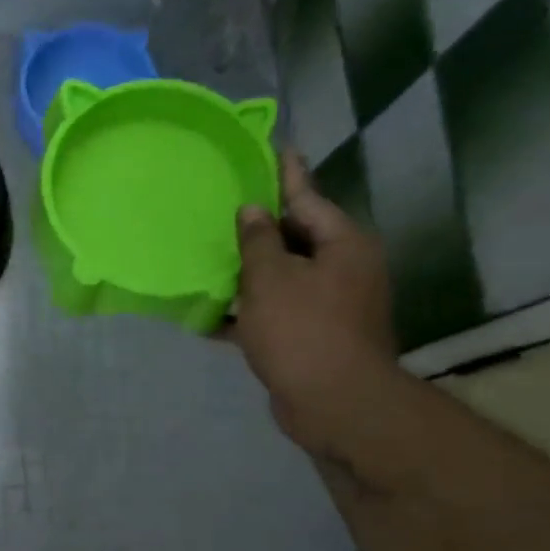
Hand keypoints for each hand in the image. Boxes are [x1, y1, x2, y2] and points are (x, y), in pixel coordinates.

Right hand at [233, 152, 396, 452]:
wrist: (334, 403)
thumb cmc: (303, 329)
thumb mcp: (271, 277)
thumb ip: (258, 240)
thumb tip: (252, 211)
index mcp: (342, 244)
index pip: (307, 197)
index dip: (286, 174)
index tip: (275, 147)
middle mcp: (342, 269)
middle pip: (295, 237)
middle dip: (258, 228)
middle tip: (222, 207)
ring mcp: (329, 305)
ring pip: (281, 277)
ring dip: (247, 272)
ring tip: (207, 258)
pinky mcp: (311, 336)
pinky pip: (274, 312)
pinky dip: (246, 312)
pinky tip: (209, 315)